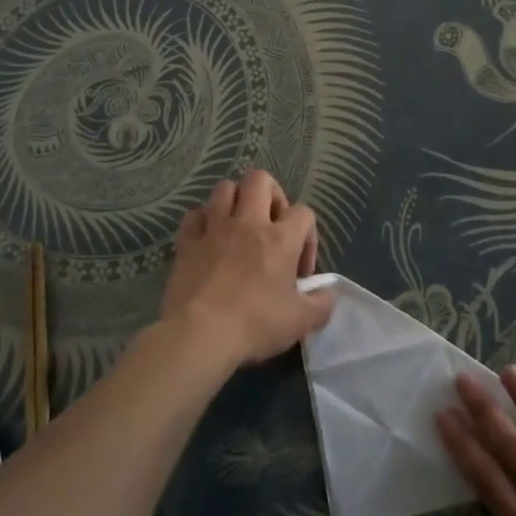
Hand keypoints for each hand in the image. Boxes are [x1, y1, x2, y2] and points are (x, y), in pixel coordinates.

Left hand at [159, 172, 331, 368]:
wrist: (200, 335)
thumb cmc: (255, 325)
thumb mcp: (301, 322)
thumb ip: (322, 304)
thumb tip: (328, 294)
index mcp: (280, 238)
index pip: (304, 212)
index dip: (308, 235)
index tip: (300, 270)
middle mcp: (248, 223)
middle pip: (260, 179)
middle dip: (271, 194)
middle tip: (272, 224)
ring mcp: (214, 229)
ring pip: (225, 188)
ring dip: (235, 200)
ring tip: (240, 225)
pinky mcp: (187, 242)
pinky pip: (194, 215)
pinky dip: (203, 220)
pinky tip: (208, 237)